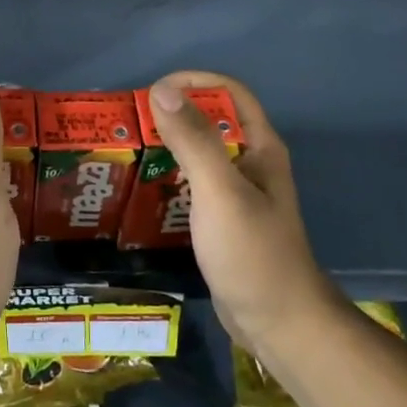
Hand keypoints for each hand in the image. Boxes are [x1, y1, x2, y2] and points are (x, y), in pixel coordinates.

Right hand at [146, 71, 329, 356]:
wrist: (278, 324)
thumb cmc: (252, 253)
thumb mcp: (220, 191)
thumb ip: (193, 140)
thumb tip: (161, 89)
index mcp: (259, 147)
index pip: (229, 92)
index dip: (194, 82)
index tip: (153, 92)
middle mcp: (250, 163)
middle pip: (211, 120)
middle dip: (173, 114)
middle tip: (131, 123)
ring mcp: (237, 193)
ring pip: (199, 153)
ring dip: (167, 146)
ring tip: (128, 151)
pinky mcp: (223, 219)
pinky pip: (193, 184)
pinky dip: (169, 178)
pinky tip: (142, 190)